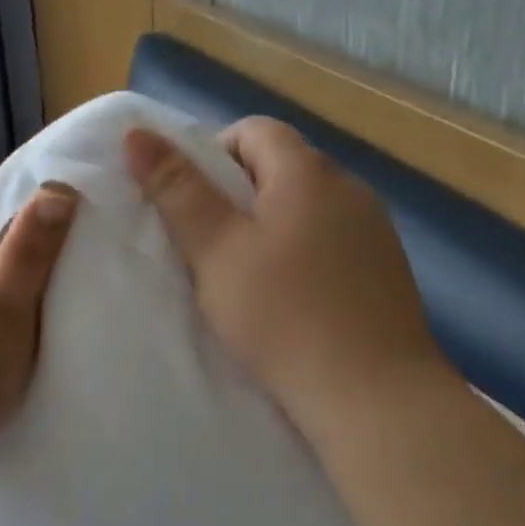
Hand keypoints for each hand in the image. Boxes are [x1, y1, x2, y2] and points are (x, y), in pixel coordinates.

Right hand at [124, 118, 449, 441]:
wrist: (373, 395)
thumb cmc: (283, 316)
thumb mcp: (217, 251)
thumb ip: (178, 190)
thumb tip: (137, 134)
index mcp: (309, 172)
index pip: (254, 130)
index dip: (212, 155)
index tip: (190, 205)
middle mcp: (350, 188)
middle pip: (283, 167)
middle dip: (239, 195)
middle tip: (210, 246)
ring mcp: (376, 230)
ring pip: (309, 208)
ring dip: (273, 227)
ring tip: (248, 278)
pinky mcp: (387, 271)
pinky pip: (334, 242)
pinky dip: (304, 255)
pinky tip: (293, 300)